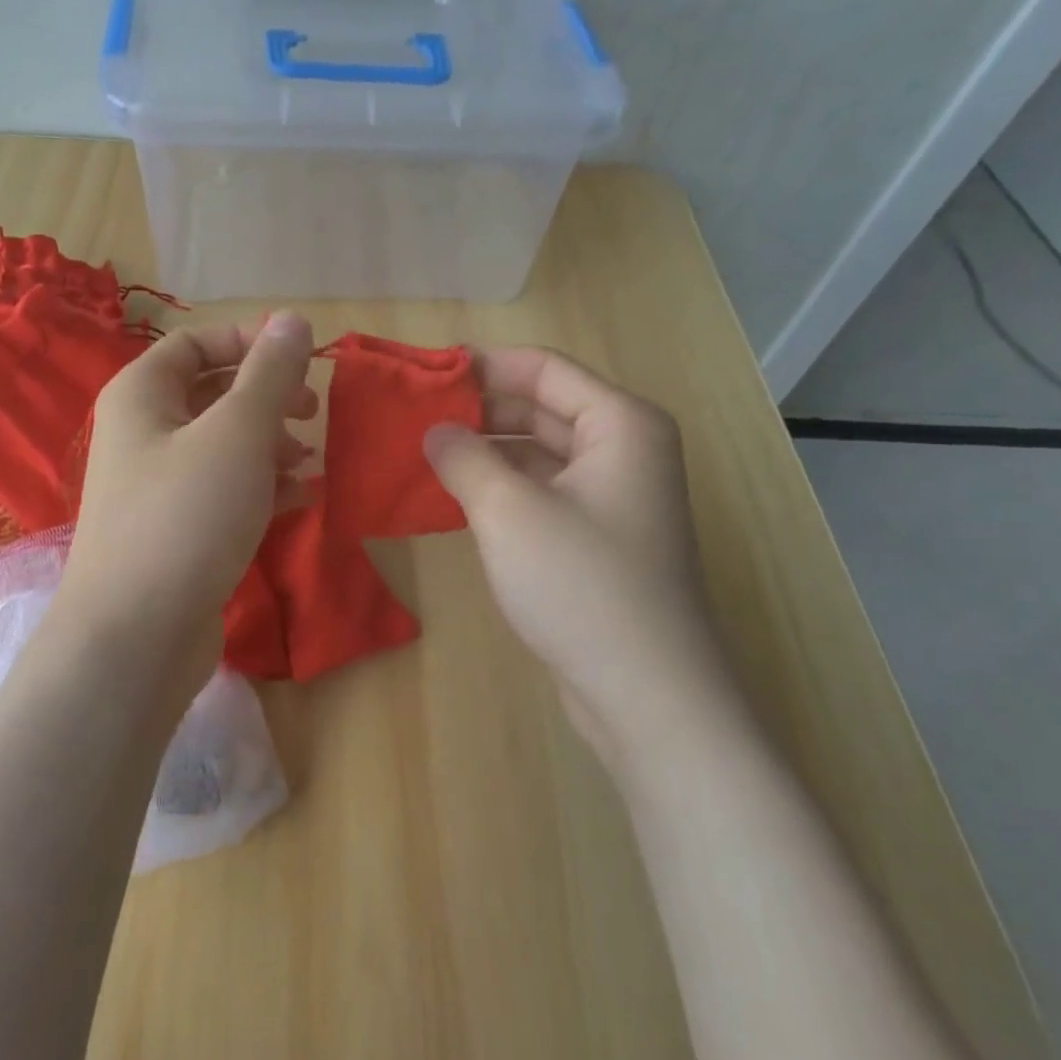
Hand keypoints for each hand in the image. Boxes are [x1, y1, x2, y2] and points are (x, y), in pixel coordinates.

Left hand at [51, 312, 315, 701]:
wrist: (137, 636)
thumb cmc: (186, 515)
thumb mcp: (237, 433)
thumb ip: (270, 374)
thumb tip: (294, 318)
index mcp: (141, 395)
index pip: (195, 344)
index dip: (250, 343)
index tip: (302, 359)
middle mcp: (142, 433)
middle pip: (211, 394)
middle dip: (266, 398)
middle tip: (312, 411)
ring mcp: (157, 486)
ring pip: (222, 445)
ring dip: (269, 444)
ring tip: (308, 461)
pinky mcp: (176, 532)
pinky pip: (223, 491)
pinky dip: (261, 486)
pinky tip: (300, 499)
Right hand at [424, 347, 732, 769]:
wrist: (646, 694)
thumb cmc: (581, 584)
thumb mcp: (508, 511)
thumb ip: (464, 458)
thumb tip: (435, 431)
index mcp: (620, 424)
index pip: (544, 370)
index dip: (484, 365)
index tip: (425, 373)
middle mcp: (624, 450)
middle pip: (543, 408)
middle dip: (480, 410)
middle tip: (415, 415)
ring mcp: (613, 497)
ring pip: (540, 452)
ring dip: (487, 450)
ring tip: (424, 452)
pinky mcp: (598, 537)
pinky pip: (543, 491)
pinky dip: (502, 487)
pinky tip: (455, 495)